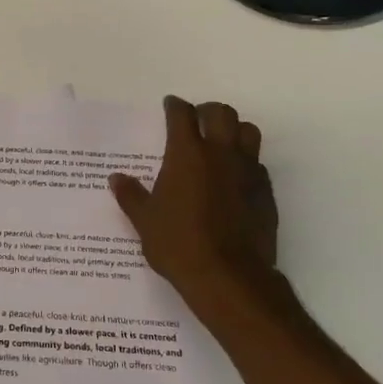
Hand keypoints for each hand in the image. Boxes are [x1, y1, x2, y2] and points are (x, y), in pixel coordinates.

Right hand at [110, 97, 294, 327]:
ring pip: (248, 132)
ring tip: (221, 142)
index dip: (175, 106)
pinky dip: (246, 161)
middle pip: (222, 113)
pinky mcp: (266, 192)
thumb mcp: (145, 221)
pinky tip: (234, 178)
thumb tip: (116, 179)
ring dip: (234, 130)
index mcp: (187, 154)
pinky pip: (258, 163)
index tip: (170, 105)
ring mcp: (248, 172)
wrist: (229, 277)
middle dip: (208, 111)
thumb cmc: (179, 244)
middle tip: (197, 120)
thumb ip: (131, 195)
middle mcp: (220, 154)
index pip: (182, 114)